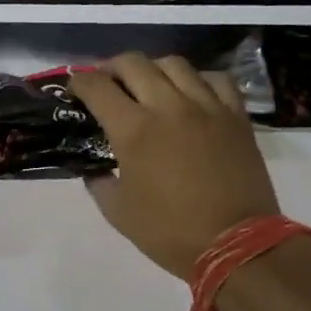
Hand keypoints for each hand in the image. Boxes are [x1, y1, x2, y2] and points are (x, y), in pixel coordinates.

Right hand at [70, 54, 280, 280]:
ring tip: (148, 85)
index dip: (79, 82)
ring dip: (153, 69)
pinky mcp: (236, 116)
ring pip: (174, 64)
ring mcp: (207, 107)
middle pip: (134, 64)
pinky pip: (215, 79)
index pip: (97, 87)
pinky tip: (191, 94)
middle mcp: (168, 107)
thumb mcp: (118, 213)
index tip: (74, 89)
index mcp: (134, 130)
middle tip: (106, 84)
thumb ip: (100, 182)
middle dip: (111, 68)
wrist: (236, 246)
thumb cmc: (170, 232)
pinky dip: (197, 79)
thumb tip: (97, 169)